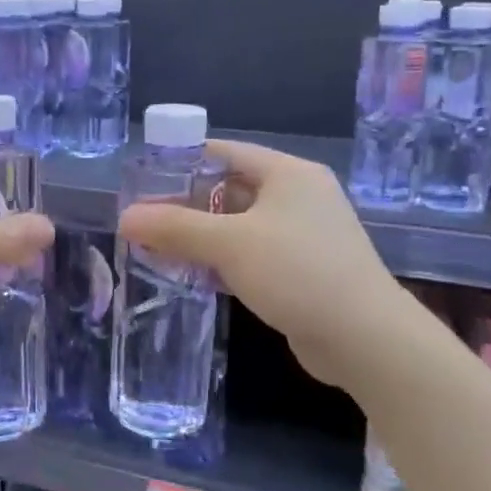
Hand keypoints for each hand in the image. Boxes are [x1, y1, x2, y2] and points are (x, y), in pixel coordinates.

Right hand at [118, 140, 397, 384]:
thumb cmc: (298, 271)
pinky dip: (222, 260)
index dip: (182, 161)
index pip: (224, 151)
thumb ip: (175, 228)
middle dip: (186, 204)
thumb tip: (124, 217)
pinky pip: (252, 253)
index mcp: (288, 173)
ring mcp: (303, 234)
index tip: (143, 179)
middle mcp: (298, 196)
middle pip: (230, 189)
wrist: (365, 338)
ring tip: (157, 247)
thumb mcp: (229, 243)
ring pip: (239, 225)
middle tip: (144, 219)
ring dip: (201, 236)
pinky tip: (192, 275)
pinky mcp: (303, 269)